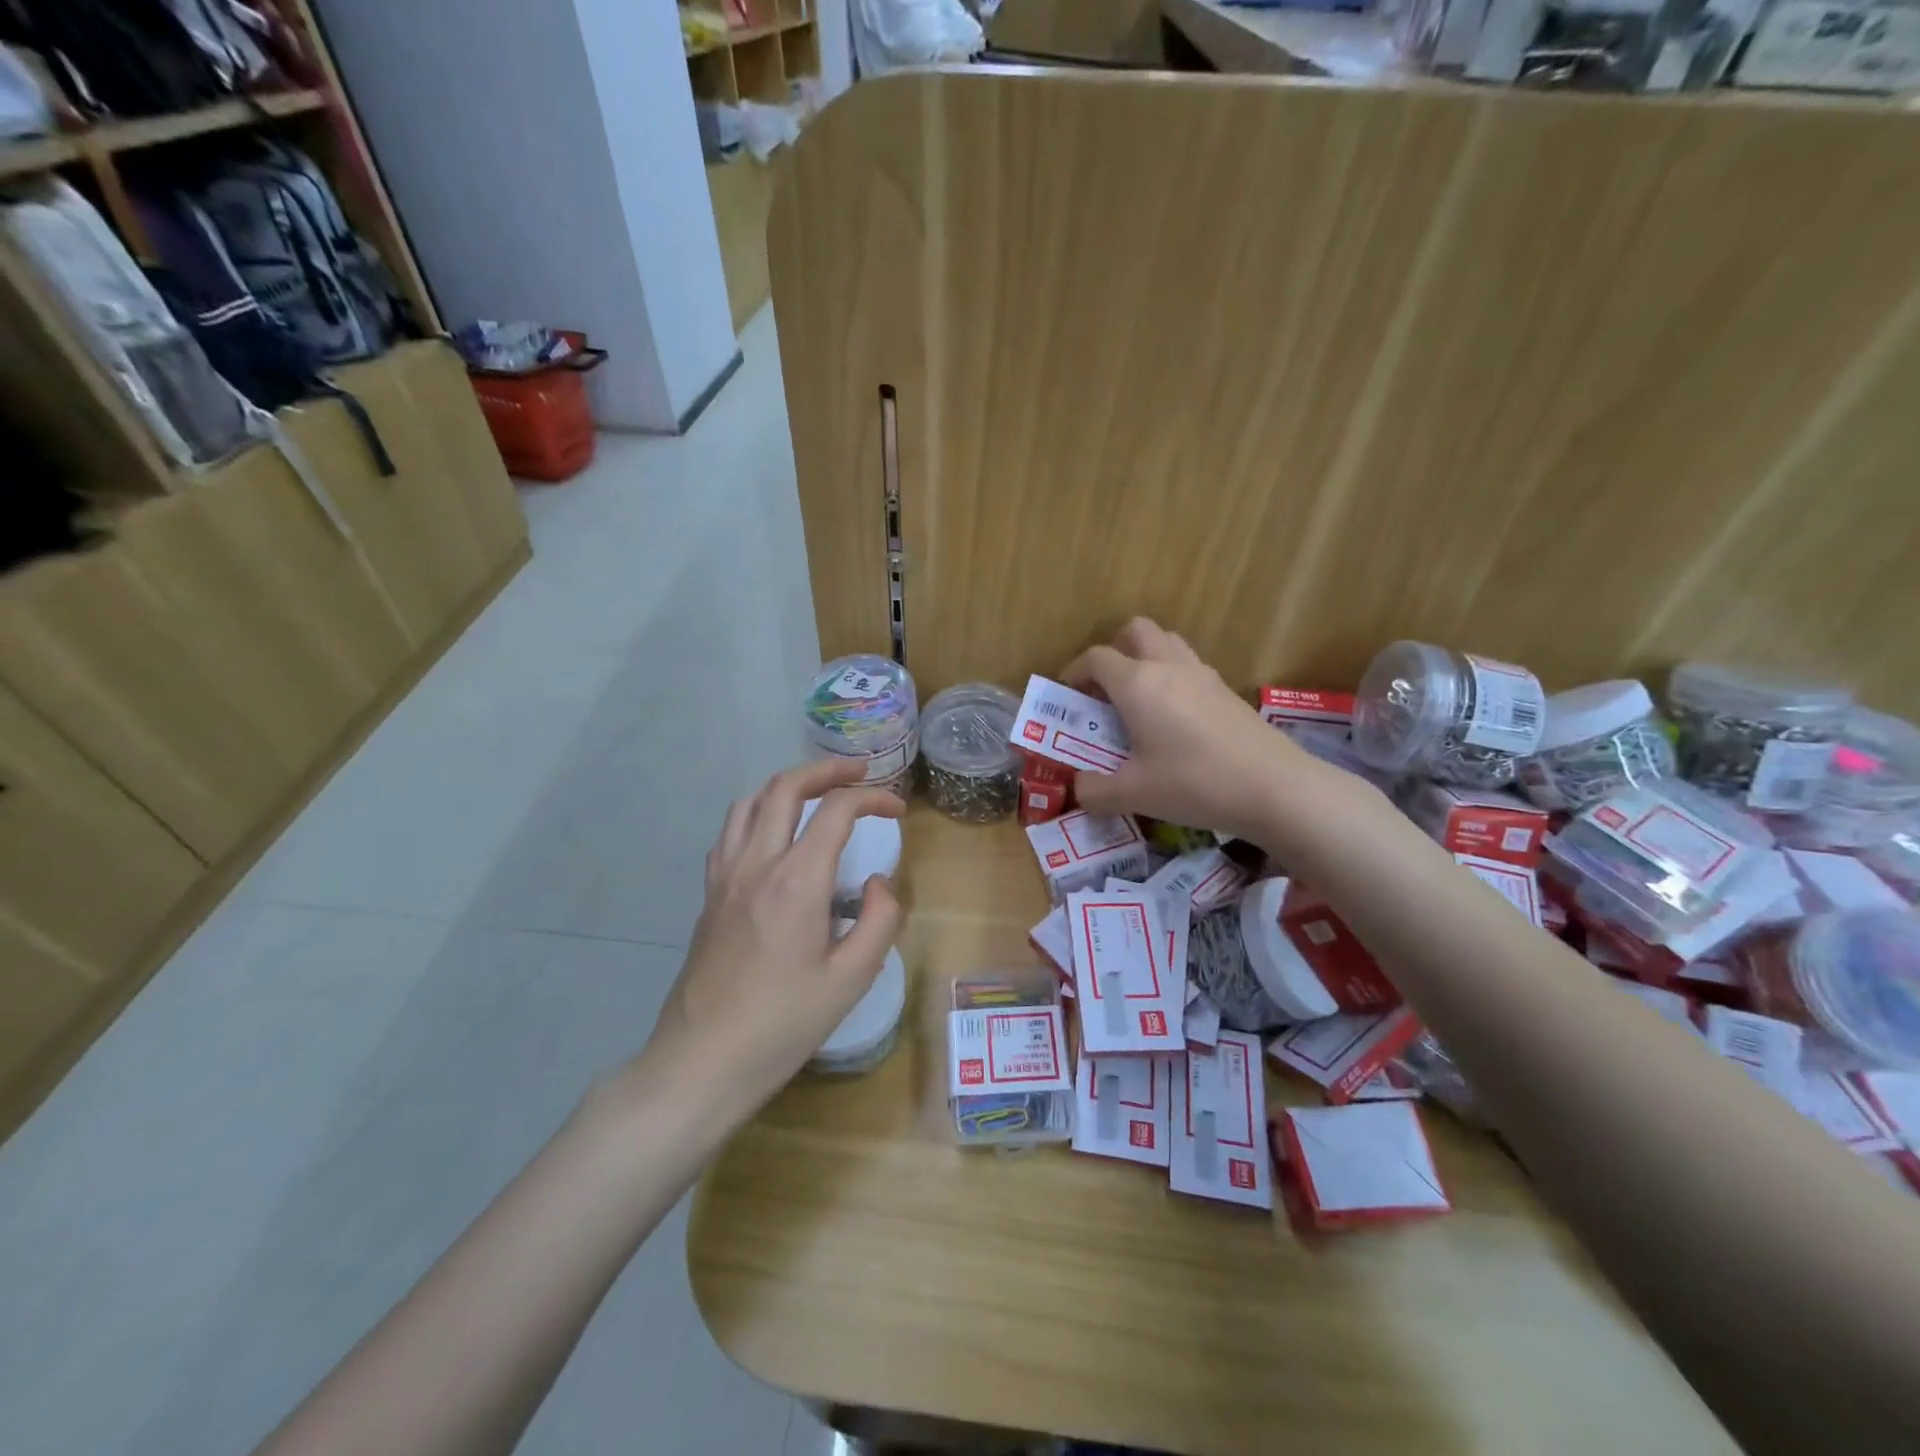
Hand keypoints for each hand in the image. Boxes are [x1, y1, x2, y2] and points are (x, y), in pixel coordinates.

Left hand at [631, 758, 902, 1125]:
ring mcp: (725, 877)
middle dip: (826, 770)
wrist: (702, 1062)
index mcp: (796, 880)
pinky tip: (774, 837)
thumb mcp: (851, 979)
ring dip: (787, 786)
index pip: (836, 810)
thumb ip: (879, 920)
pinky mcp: (709, 895)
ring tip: (817, 794)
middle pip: (785, 787)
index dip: (873, 798)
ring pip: (750, 802)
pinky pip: (731, 832)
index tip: (897, 810)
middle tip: (859, 773)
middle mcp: (756, 864)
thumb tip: (877, 883)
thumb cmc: (783, 1024)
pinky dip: (758, 814)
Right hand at [1063, 617, 1308, 842]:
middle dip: (1114, 650)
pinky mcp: (1226, 690)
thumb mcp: (1133, 794)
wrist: (1273, 787)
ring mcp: (1202, 674)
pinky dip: (1172, 677)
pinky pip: (1189, 666)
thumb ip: (1095, 791)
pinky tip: (1174, 718)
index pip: (1096, 657)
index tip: (1067, 694)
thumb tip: (1079, 789)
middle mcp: (1168, 666)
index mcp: (1137, 683)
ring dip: (1146, 657)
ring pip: (1167, 642)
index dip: (1074, 671)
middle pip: (1135, 630)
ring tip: (1139, 698)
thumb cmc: (1193, 783)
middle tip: (1105, 688)